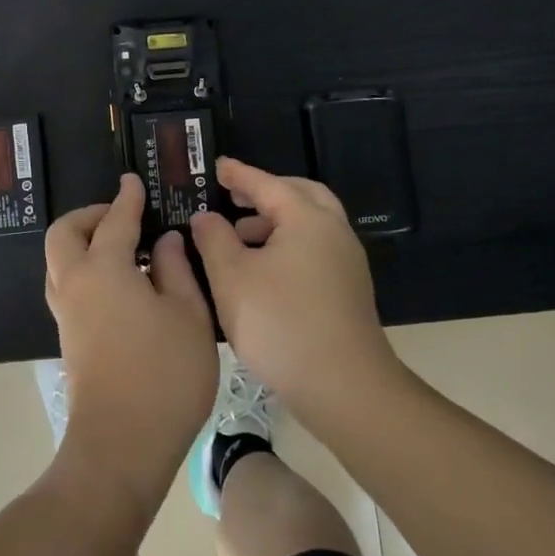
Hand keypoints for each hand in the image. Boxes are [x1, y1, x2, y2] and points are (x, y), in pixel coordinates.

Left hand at [44, 174, 219, 510]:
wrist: (121, 446)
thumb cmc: (164, 375)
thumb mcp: (188, 316)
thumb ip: (176, 270)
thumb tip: (163, 241)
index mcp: (104, 269)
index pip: (115, 220)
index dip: (127, 198)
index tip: (133, 181)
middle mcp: (75, 284)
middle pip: (64, 233)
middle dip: (88, 216)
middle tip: (120, 217)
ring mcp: (67, 313)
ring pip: (59, 261)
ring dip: (82, 243)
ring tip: (122, 249)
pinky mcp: (68, 339)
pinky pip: (66, 285)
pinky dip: (84, 269)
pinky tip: (119, 284)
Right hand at [190, 157, 401, 426]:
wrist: (344, 388)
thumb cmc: (280, 323)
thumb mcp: (231, 277)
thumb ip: (213, 239)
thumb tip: (206, 217)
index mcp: (307, 218)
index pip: (267, 183)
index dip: (238, 174)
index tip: (216, 166)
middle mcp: (333, 231)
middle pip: (300, 194)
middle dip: (266, 192)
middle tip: (235, 197)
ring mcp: (346, 262)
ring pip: (310, 224)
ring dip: (276, 220)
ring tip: (239, 235)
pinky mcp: (348, 290)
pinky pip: (314, 247)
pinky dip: (288, 243)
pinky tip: (261, 270)